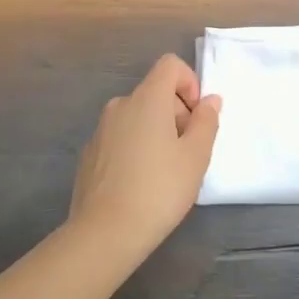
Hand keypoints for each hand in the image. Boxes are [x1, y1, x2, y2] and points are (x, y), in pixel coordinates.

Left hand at [69, 54, 219, 256]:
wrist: (104, 234)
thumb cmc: (158, 189)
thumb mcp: (196, 156)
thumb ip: (206, 122)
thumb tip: (209, 101)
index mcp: (147, 99)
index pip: (170, 65)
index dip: (189, 83)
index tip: (196, 117)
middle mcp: (120, 105)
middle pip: (155, 92)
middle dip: (177, 113)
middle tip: (187, 152)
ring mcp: (100, 130)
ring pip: (137, 117)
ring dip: (156, 133)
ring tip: (165, 172)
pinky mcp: (89, 155)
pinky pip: (120, 139)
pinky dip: (135, 149)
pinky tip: (140, 185)